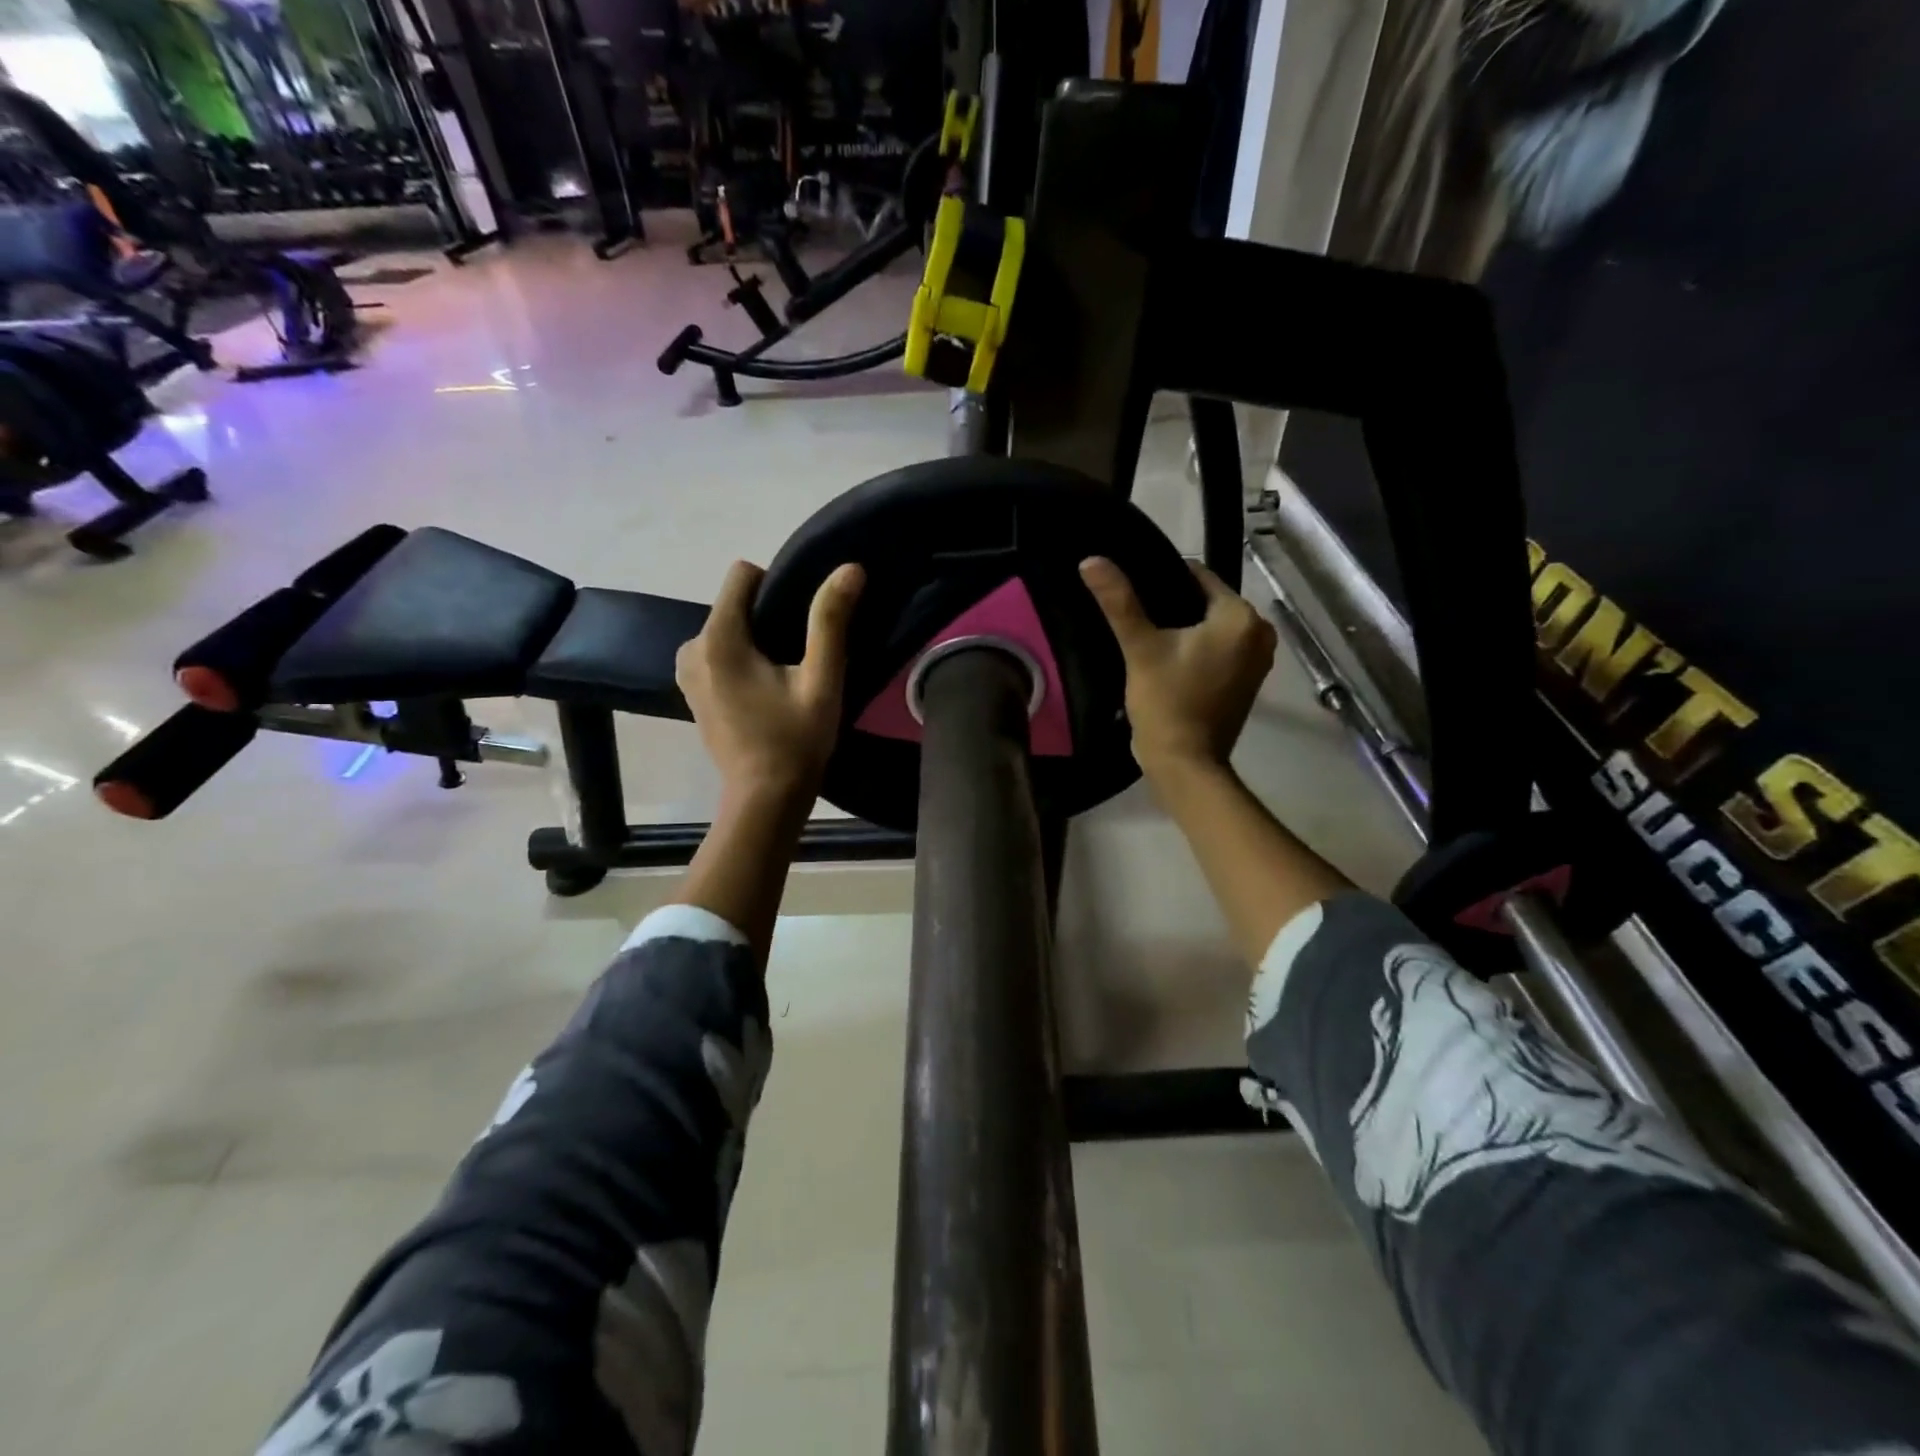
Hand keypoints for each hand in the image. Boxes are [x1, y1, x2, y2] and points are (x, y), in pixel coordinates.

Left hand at [676, 559, 865, 799]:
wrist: (764, 799)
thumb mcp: (821, 680)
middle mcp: (691, 647)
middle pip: (735, 604)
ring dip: (757, 641)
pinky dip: (743, 660)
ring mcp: (686, 671)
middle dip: (768, 617)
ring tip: (785, 676)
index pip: (742, 575)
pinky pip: (720, 653)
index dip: (778, 586)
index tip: (802, 623)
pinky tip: (766, 692)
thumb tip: (850, 568)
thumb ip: (830, 621)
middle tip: (800, 658)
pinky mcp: (692, 690)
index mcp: (718, 638)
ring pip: (729, 628)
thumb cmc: (796, 740)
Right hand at [1079, 555, 1276, 779]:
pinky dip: (1198, 650)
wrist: (1186, 763)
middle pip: (1206, 602)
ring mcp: (1258, 659)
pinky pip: (1219, 649)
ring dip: (1184, 630)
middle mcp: (1260, 632)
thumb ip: (1118, 601)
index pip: (1197, 576)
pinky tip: (1170, 661)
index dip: (1162, 581)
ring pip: (1212, 627)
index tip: (1133, 596)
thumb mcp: (1140, 648)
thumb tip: (1091, 560)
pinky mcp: (1248, 681)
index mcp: (1240, 616)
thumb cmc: (1166, 702)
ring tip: (1149, 640)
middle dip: (1174, 607)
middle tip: (1138, 622)